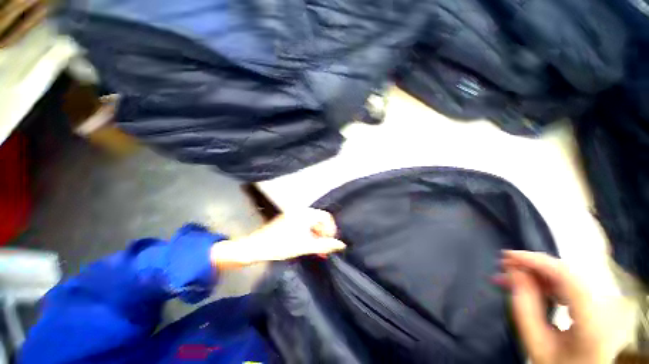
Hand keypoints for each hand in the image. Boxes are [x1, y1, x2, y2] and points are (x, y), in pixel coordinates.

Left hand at [211, 209, 345, 268]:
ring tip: (317, 250)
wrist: (256, 247)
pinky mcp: (288, 220)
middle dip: (324, 234)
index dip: (331, 229)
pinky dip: (309, 234)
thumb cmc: (281, 246)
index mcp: (305, 213)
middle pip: (319, 220)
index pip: (326, 217)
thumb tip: (342, 244)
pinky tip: (308, 245)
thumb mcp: (305, 246)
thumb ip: (325, 245)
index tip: (330, 242)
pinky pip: (304, 224)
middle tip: (324, 249)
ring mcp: (293, 215)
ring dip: (316, 235)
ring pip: (312, 223)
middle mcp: (300, 211)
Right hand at [497, 250, 611, 363]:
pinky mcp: (599, 303)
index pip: (567, 278)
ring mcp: (605, 304)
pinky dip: (547, 281)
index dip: (536, 261)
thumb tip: (514, 272)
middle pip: (567, 274)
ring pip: (567, 276)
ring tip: (512, 275)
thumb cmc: (555, 363)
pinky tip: (531, 284)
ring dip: (538, 273)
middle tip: (505, 265)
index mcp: (593, 322)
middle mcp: (605, 308)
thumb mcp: (535, 342)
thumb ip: (524, 308)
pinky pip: (570, 284)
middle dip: (533, 266)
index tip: (507, 255)